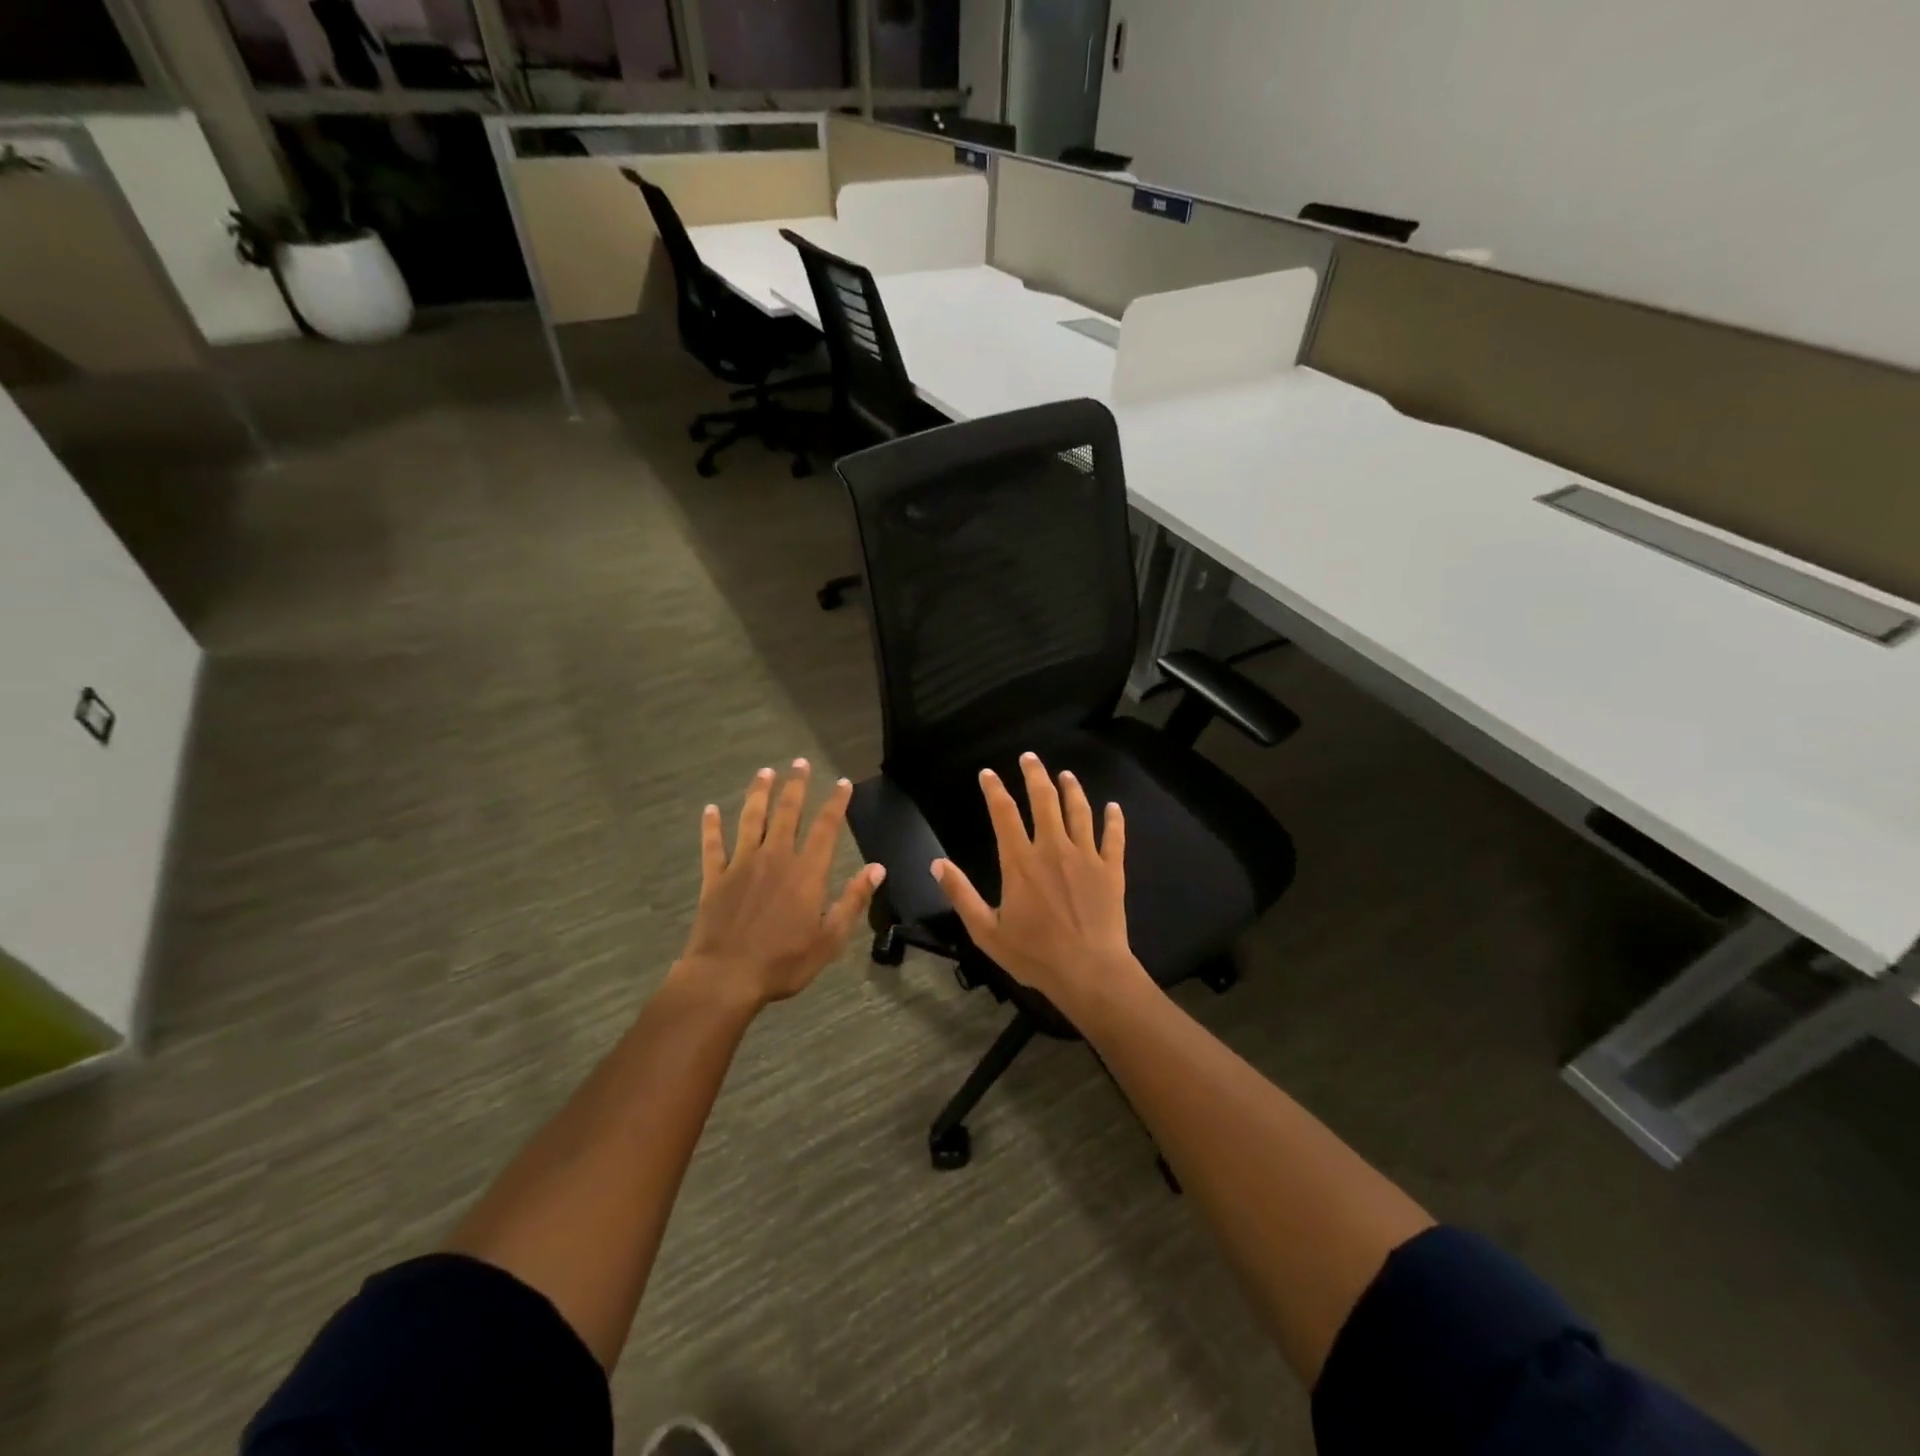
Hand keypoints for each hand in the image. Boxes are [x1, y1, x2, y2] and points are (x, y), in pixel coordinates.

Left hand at [676, 760, 884, 1008]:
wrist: (725, 976)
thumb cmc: (783, 962)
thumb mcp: (829, 939)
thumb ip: (853, 900)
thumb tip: (877, 868)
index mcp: (806, 872)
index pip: (826, 828)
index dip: (836, 803)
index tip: (842, 782)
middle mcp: (775, 858)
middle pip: (788, 813)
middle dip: (795, 786)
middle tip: (799, 762)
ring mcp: (742, 865)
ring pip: (751, 820)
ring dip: (758, 794)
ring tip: (764, 772)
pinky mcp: (715, 878)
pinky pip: (713, 846)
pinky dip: (711, 826)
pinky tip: (709, 810)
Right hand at [932, 752, 1148, 1016]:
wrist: (1089, 971)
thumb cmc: (1034, 954)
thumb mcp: (986, 930)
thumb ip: (961, 894)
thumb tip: (937, 864)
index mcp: (1020, 862)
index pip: (1004, 814)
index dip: (994, 789)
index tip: (988, 773)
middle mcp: (1052, 849)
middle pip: (1044, 800)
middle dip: (1035, 775)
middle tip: (1030, 757)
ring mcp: (1085, 856)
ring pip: (1079, 811)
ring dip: (1072, 789)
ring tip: (1066, 775)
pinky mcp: (1111, 870)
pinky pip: (1113, 837)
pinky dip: (1114, 820)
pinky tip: (1114, 807)